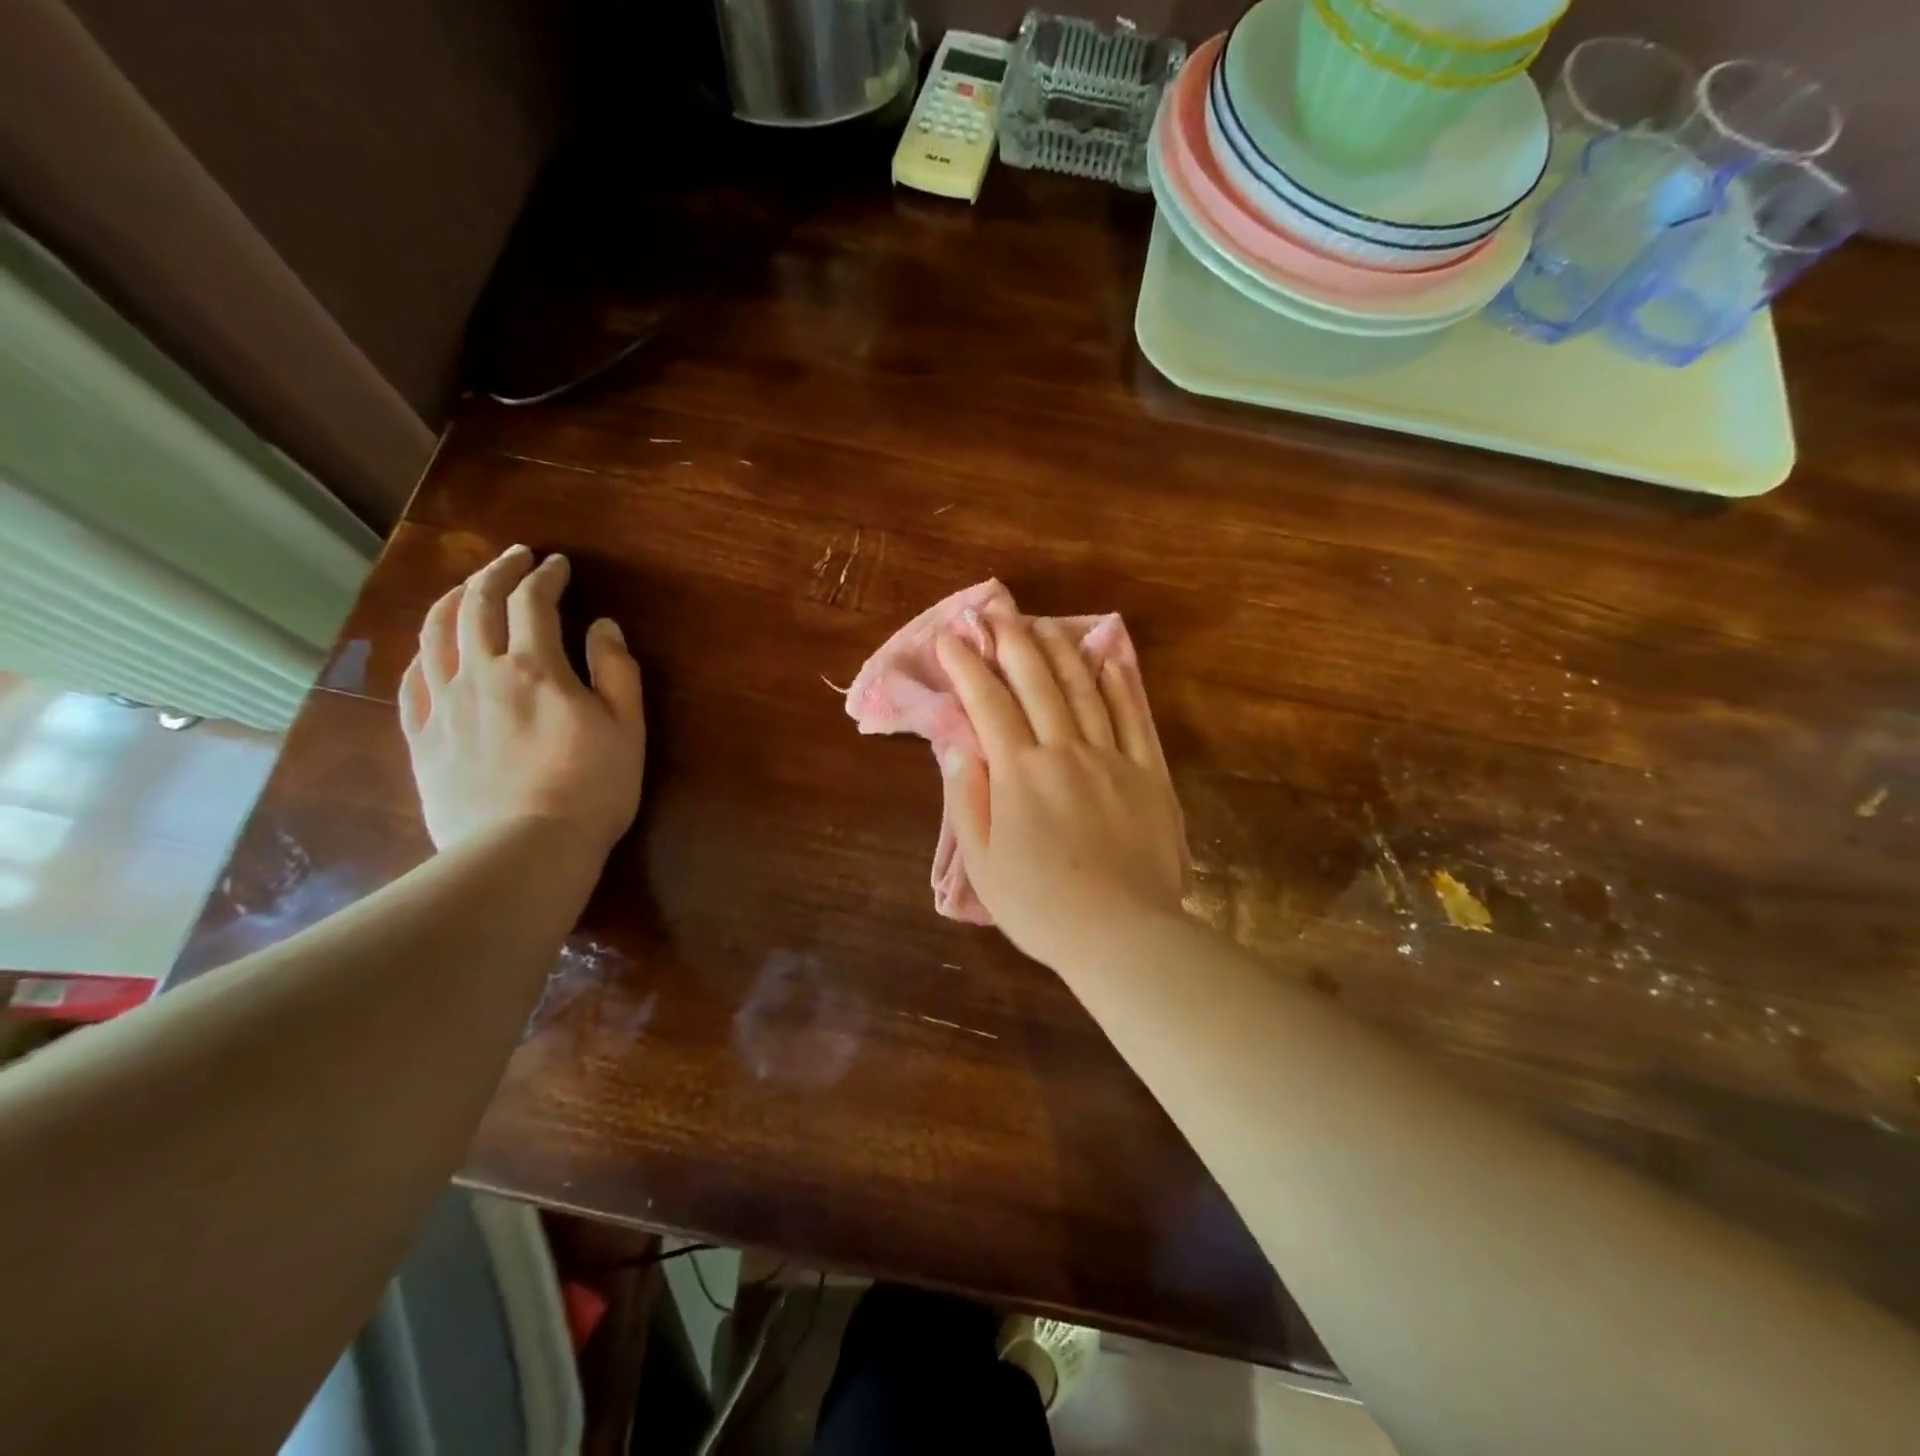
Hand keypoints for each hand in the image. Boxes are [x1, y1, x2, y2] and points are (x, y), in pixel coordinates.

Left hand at [400, 545, 644, 859]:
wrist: (524, 850)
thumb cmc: (591, 789)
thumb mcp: (626, 728)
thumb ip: (616, 671)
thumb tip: (603, 626)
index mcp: (535, 669)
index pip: (533, 603)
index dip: (545, 576)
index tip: (557, 564)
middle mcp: (481, 674)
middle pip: (475, 605)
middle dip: (495, 573)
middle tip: (513, 558)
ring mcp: (444, 705)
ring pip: (435, 635)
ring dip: (451, 600)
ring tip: (466, 588)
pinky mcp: (422, 739)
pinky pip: (411, 681)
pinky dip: (422, 652)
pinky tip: (431, 649)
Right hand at [935, 615, 1188, 967]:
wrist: (1119, 933)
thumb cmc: (1040, 904)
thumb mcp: (983, 861)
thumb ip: (966, 797)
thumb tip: (957, 743)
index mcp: (1018, 772)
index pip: (987, 703)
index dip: (966, 666)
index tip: (949, 637)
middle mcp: (1064, 751)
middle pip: (1036, 682)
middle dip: (1011, 642)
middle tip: (993, 612)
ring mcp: (1111, 758)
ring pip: (1083, 690)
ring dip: (1059, 651)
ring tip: (1041, 623)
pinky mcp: (1147, 774)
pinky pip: (1133, 719)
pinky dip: (1120, 684)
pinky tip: (1108, 659)